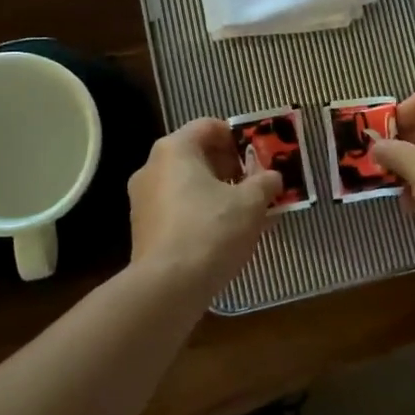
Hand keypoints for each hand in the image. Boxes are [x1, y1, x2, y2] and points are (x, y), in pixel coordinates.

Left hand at [128, 118, 281, 292]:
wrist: (167, 288)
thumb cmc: (211, 230)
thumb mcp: (251, 203)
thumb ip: (265, 182)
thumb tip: (272, 177)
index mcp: (175, 149)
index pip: (209, 126)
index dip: (238, 137)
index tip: (259, 156)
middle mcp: (151, 167)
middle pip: (196, 155)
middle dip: (230, 167)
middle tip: (256, 184)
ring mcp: (142, 199)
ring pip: (187, 184)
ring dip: (216, 191)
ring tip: (244, 212)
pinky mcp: (142, 229)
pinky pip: (177, 209)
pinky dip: (200, 212)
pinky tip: (222, 235)